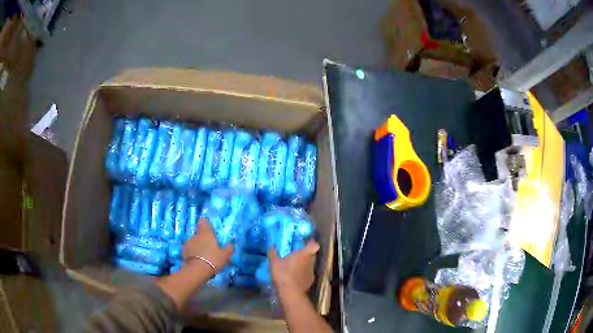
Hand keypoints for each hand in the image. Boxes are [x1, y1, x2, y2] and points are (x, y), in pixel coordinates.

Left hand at [183, 218, 233, 273]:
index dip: (206, 223)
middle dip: (203, 237)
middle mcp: (196, 234)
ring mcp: (188, 242)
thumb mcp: (225, 255)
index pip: (203, 220)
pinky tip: (198, 259)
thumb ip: (229, 248)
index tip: (210, 228)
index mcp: (206, 232)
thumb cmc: (213, 259)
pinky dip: (193, 252)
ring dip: (198, 245)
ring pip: (194, 240)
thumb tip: (231, 243)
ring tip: (204, 254)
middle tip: (210, 245)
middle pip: (199, 232)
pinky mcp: (183, 251)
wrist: (196, 270)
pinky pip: (190, 248)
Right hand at [269, 240, 319, 294]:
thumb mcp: (274, 262)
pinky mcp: (311, 281)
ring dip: (305, 264)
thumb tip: (272, 245)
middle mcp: (310, 262)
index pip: (313, 245)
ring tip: (295, 267)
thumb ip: (273, 253)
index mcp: (303, 255)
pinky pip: (308, 274)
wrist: (290, 291)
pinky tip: (296, 277)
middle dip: (306, 255)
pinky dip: (304, 274)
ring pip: (310, 265)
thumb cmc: (283, 274)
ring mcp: (311, 272)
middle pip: (312, 255)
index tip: (306, 243)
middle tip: (297, 256)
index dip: (311, 244)